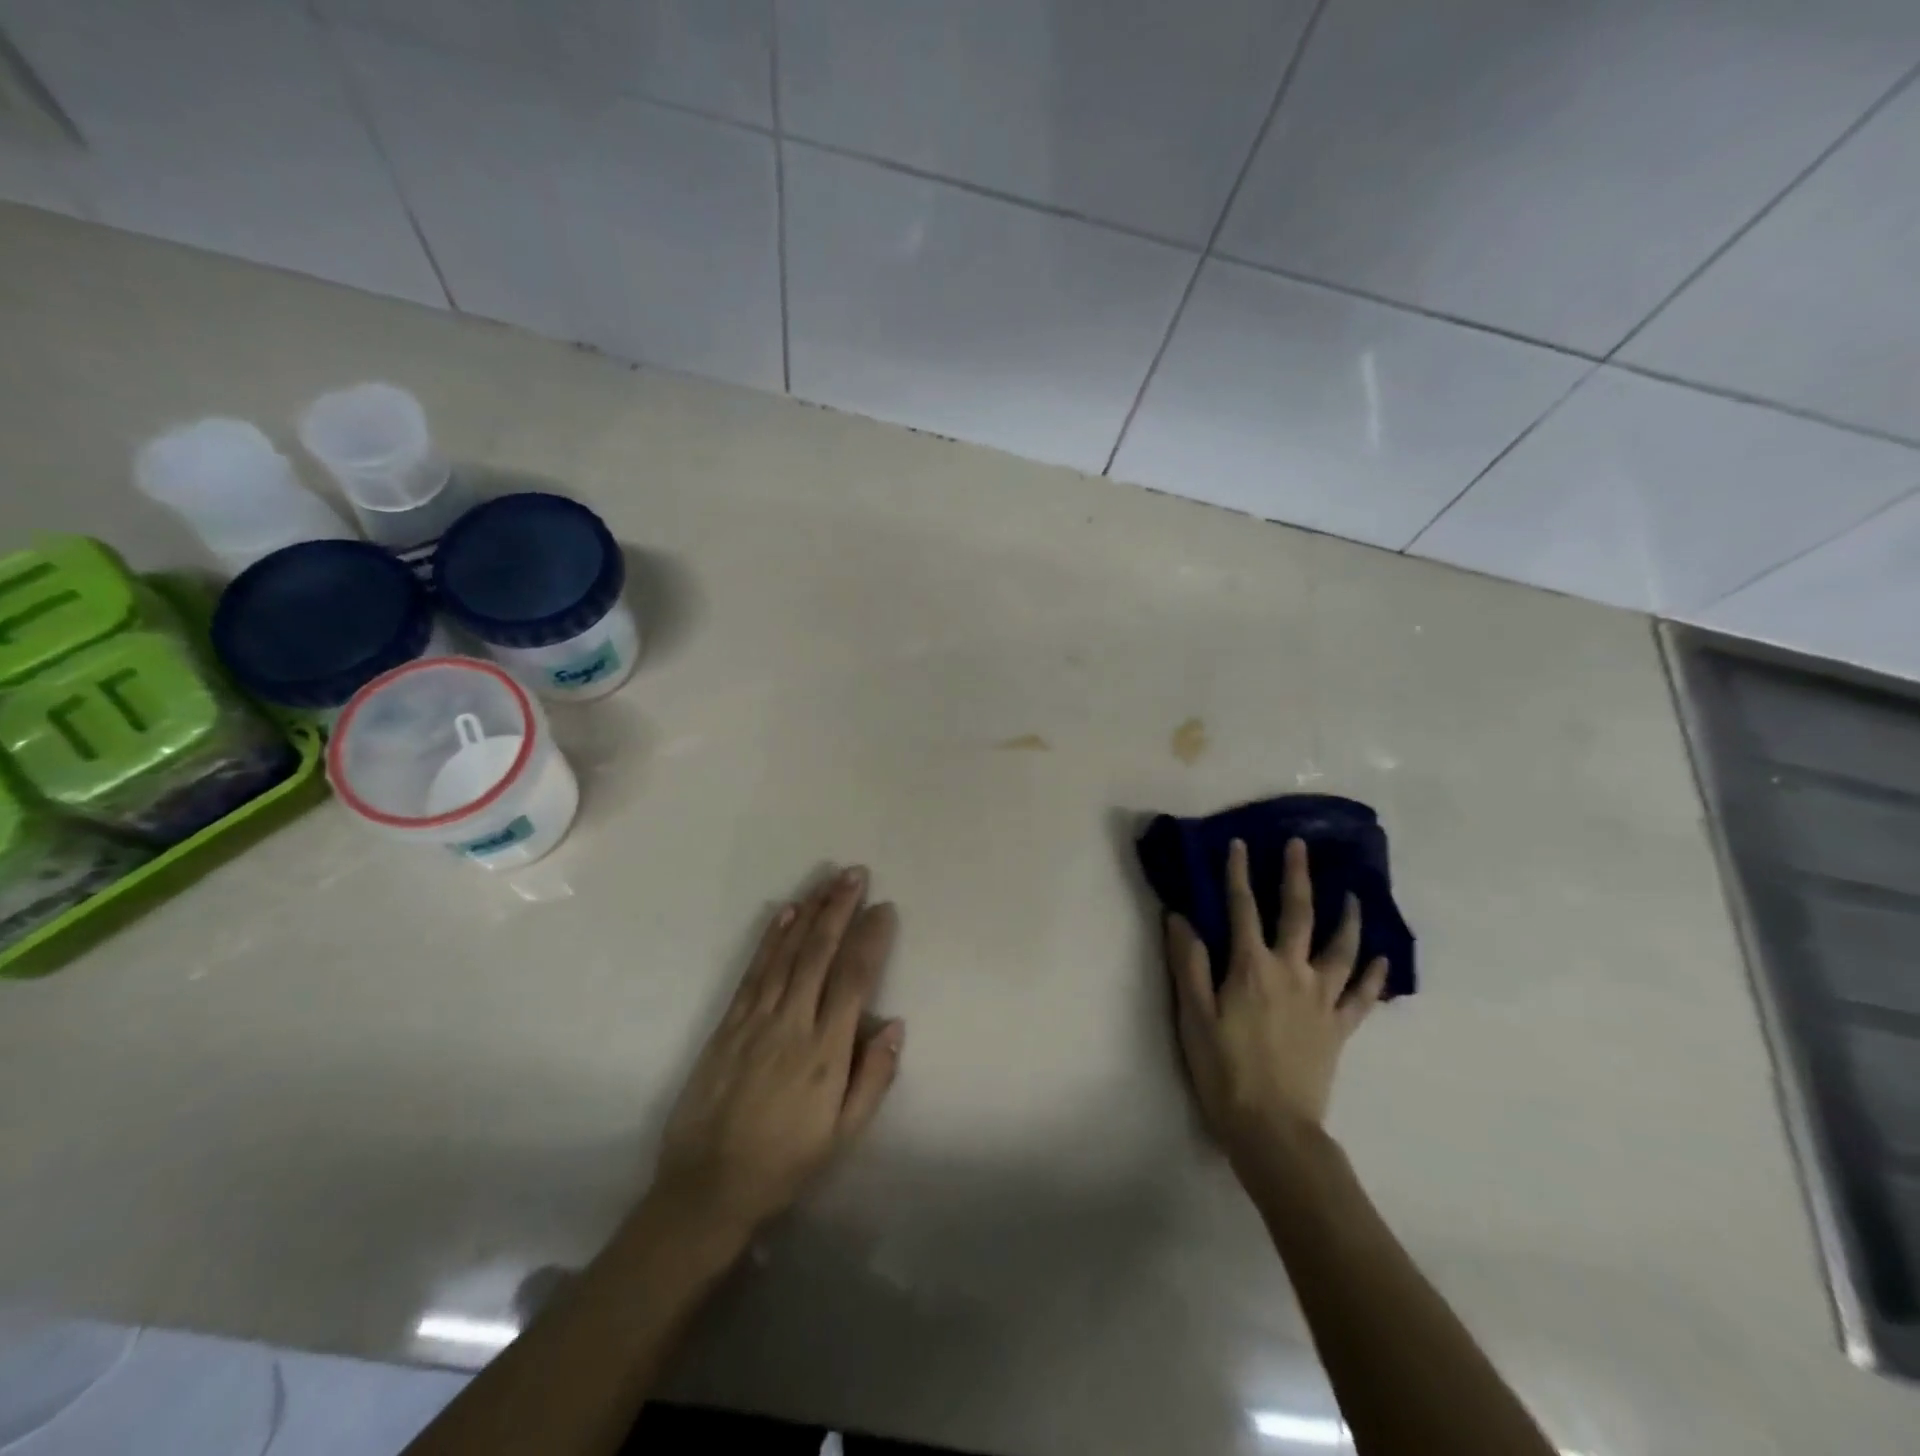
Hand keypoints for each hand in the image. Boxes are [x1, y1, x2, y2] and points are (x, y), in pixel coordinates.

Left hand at [654, 866, 904, 1240]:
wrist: (707, 1187)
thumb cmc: (785, 1162)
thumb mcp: (843, 1135)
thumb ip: (873, 1078)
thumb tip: (894, 1024)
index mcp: (826, 1052)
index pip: (854, 979)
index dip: (870, 939)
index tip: (884, 909)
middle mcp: (792, 1024)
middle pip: (820, 954)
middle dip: (839, 909)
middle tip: (855, 874)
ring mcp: (756, 1020)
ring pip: (788, 954)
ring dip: (810, 913)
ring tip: (827, 881)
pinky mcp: (728, 1023)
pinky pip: (754, 971)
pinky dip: (771, 938)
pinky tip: (786, 913)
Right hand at [1165, 838, 1386, 1165]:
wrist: (1273, 1128)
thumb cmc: (1224, 1070)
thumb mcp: (1193, 1015)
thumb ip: (1188, 962)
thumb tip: (1179, 916)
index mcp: (1251, 967)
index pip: (1242, 908)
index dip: (1238, 873)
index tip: (1240, 844)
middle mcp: (1291, 972)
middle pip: (1298, 914)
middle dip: (1297, 876)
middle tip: (1300, 846)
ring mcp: (1322, 999)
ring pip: (1341, 948)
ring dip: (1347, 917)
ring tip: (1352, 895)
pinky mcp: (1340, 1027)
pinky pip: (1363, 996)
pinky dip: (1375, 974)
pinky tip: (1381, 957)